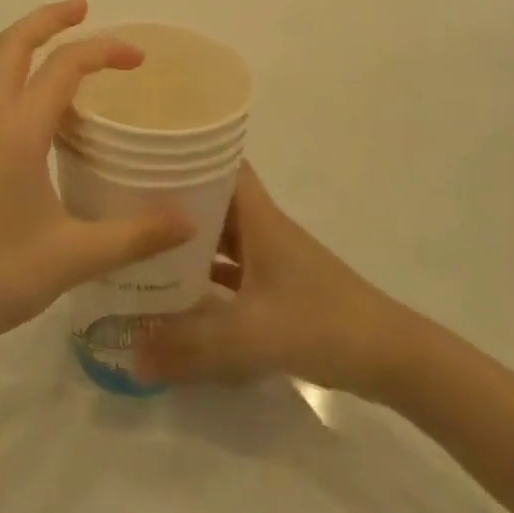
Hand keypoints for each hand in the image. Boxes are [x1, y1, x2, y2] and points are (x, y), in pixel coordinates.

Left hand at [0, 0, 195, 363]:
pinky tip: (27, 101)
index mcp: (14, 132)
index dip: (103, 51)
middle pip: (11, 45)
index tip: (138, 58)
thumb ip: (134, 236)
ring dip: (20, 39)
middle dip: (47, 18)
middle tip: (82, 8)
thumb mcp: (71, 259)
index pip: (62, 67)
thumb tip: (188, 221)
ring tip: (54, 39)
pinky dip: (6, 68)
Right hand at [134, 165, 401, 396]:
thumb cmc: (321, 324)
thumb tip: (129, 358)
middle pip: (212, 201)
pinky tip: (176, 296)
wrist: (389, 357)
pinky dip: (204, 278)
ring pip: (219, 238)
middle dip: (172, 203)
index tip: (144, 156)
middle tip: (124, 207)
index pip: (221, 164)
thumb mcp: (251, 336)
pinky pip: (230, 272)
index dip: (186, 154)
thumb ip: (191, 347)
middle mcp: (261, 229)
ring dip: (187, 243)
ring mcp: (270, 259)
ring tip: (139, 248)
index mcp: (258, 218)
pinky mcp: (276, 289)